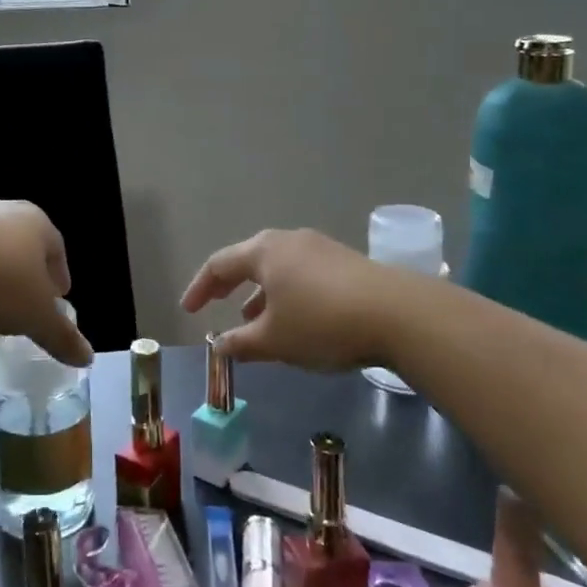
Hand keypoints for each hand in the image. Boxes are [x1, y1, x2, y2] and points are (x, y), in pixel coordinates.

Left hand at [0, 201, 91, 365]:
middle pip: (20, 245)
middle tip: (23, 304)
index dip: (58, 276)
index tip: (56, 299)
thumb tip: (87, 358)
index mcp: (36, 223)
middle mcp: (2, 210)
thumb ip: (62, 336)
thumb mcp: (36, 317)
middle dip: (24, 274)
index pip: (56, 248)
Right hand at [181, 228, 398, 370]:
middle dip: (229, 285)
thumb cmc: (322, 323)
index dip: (200, 288)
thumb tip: (218, 345)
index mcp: (263, 251)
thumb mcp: (274, 340)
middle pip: (248, 259)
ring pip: (277, 268)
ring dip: (260, 292)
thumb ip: (241, 343)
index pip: (218, 265)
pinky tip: (295, 318)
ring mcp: (319, 248)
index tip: (188, 310)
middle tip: (216, 304)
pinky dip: (286, 292)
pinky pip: (301, 273)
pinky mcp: (344, 261)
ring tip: (254, 319)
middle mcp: (288, 240)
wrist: (398, 314)